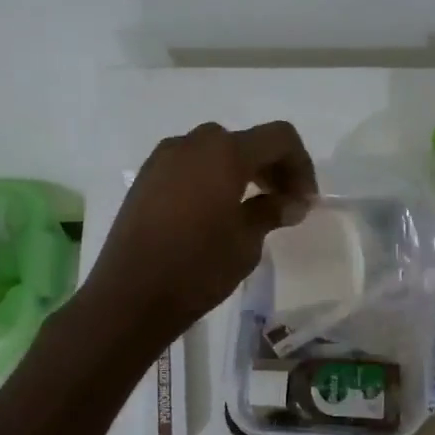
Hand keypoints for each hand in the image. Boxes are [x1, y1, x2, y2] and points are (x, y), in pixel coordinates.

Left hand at [83, 120, 317, 346]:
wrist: (130, 296)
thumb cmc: (198, 267)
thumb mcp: (246, 241)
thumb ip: (271, 211)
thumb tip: (292, 203)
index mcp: (224, 152)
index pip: (279, 138)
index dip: (301, 165)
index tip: (305, 201)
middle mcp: (192, 143)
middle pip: (246, 141)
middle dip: (272, 167)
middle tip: (284, 203)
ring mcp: (163, 158)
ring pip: (216, 151)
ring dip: (242, 171)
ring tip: (252, 208)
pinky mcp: (145, 177)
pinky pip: (190, 165)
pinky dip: (212, 177)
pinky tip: (216, 212)